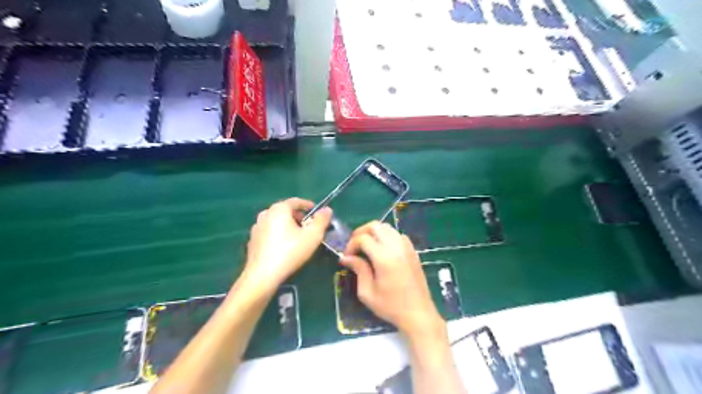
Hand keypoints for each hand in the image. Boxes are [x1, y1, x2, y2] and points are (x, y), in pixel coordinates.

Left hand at [242, 199, 332, 293]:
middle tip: (309, 227)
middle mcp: (265, 214)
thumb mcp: (313, 236)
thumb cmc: (290, 252)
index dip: (308, 205)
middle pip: (285, 211)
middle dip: (299, 217)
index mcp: (279, 209)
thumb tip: (327, 210)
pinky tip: (284, 247)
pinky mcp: (252, 241)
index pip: (296, 201)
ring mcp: (256, 228)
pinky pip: (269, 232)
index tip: (317, 213)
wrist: (263, 275)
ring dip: (288, 226)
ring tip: (298, 238)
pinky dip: (278, 235)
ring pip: (276, 222)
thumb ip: (321, 220)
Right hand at [340, 222, 443, 337]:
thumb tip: (346, 257)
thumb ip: (358, 269)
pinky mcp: (413, 251)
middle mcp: (396, 247)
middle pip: (375, 226)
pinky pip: (397, 234)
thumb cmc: (391, 306)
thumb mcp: (368, 292)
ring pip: (387, 227)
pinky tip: (382, 250)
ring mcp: (406, 247)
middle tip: (354, 247)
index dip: (351, 244)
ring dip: (374, 233)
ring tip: (366, 247)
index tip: (347, 257)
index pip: (363, 238)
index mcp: (384, 257)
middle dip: (361, 232)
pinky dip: (386, 236)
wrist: (418, 314)